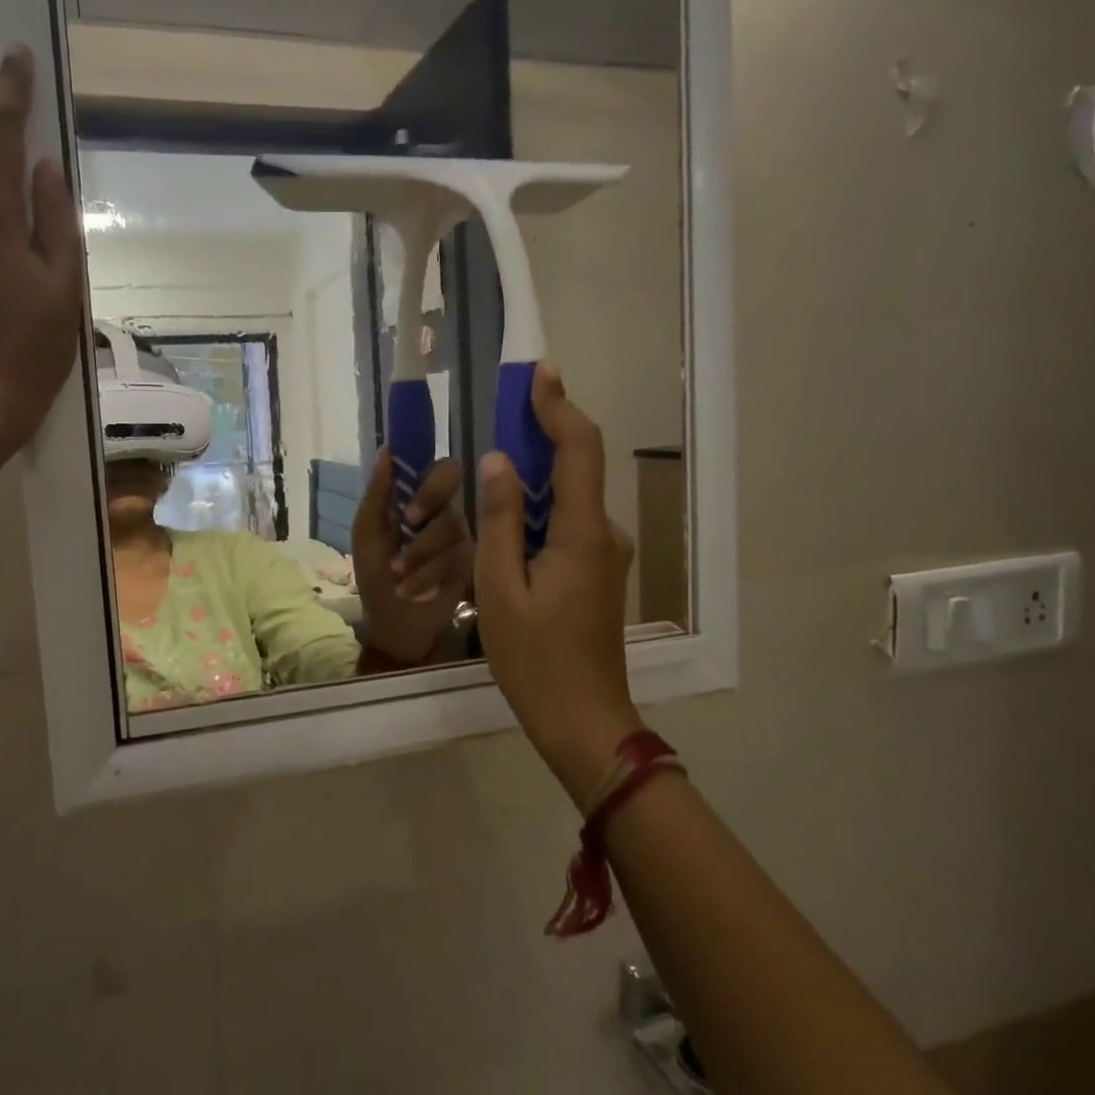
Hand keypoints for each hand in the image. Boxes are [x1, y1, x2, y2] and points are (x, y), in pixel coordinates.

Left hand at [352, 450, 472, 664]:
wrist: (393, 623)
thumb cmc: (376, 575)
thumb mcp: (368, 534)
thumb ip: (378, 493)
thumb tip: (386, 450)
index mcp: (418, 499)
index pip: (437, 468)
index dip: (429, 479)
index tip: (409, 506)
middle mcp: (444, 510)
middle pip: (454, 482)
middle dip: (429, 500)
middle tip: (409, 523)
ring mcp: (462, 536)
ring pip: (451, 525)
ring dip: (417, 552)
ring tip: (398, 574)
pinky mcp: (472, 563)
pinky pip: (456, 557)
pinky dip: (427, 575)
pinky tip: (411, 589)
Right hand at [475, 365, 639, 802]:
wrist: (583, 720)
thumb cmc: (534, 659)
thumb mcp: (499, 588)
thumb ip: (500, 520)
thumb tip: (498, 461)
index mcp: (583, 533)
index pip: (579, 450)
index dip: (559, 407)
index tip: (538, 374)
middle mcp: (604, 534)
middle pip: (575, 468)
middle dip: (540, 436)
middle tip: (499, 416)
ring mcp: (605, 555)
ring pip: (568, 499)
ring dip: (533, 478)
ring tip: (489, 473)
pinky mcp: (597, 573)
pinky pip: (567, 526)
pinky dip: (538, 511)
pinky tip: (506, 523)